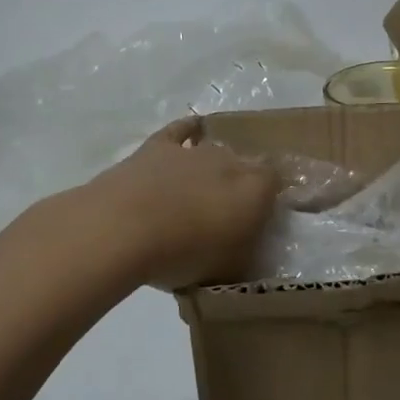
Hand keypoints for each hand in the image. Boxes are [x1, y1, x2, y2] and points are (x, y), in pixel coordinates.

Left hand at [87, 117, 276, 288]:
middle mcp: (230, 161)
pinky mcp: (158, 146)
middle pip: (245, 166)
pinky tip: (192, 131)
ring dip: (212, 169)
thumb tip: (247, 248)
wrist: (123, 230)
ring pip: (214, 151)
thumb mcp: (227, 269)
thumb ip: (244, 254)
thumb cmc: (183, 255)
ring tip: (201, 192)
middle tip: (227, 214)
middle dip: (241, 185)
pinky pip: (181, 131)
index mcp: (256, 190)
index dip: (271, 197)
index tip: (263, 217)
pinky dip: (189, 131)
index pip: (276, 181)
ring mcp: (193, 151)